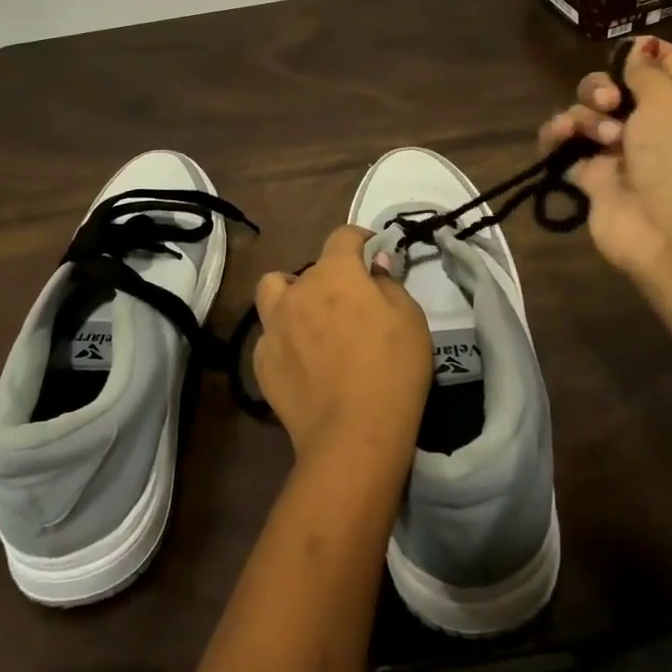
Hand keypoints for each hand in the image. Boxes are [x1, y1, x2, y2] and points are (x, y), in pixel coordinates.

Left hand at [252, 226, 431, 465]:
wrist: (354, 435)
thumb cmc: (393, 368)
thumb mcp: (409, 318)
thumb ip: (389, 283)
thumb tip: (375, 264)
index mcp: (335, 273)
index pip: (342, 236)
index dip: (358, 237)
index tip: (370, 249)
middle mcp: (298, 290)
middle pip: (310, 269)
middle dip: (330, 278)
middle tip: (350, 304)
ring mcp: (274, 326)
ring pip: (273, 292)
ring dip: (291, 297)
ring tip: (310, 320)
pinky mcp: (261, 362)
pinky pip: (270, 336)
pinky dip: (285, 339)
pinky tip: (303, 362)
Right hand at [537, 37, 671, 278]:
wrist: (668, 226)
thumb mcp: (668, 98)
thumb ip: (645, 70)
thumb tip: (637, 48)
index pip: (665, 62)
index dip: (642, 50)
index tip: (622, 49)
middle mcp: (648, 123)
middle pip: (612, 87)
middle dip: (600, 88)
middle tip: (609, 104)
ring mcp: (617, 151)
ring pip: (584, 115)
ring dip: (581, 116)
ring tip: (590, 135)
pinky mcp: (590, 177)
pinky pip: (562, 147)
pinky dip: (555, 138)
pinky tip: (557, 138)